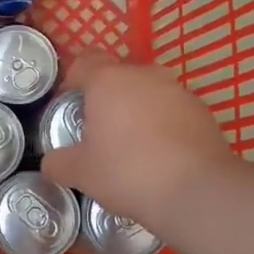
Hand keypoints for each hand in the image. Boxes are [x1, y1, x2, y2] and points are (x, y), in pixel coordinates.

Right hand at [41, 53, 237, 230]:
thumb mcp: (81, 173)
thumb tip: (50, 162)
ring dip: (137, 111)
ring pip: (147, 93)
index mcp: (108, 80)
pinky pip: (173, 111)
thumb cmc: (128, 172)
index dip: (72, 80)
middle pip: (117, 76)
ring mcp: (178, 90)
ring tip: (133, 147)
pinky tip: (162, 156)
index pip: (84, 61)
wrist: (198, 191)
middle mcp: (144, 75)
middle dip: (106, 98)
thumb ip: (58, 163)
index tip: (68, 106)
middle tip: (99, 132)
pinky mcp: (203, 111)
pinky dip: (163, 125)